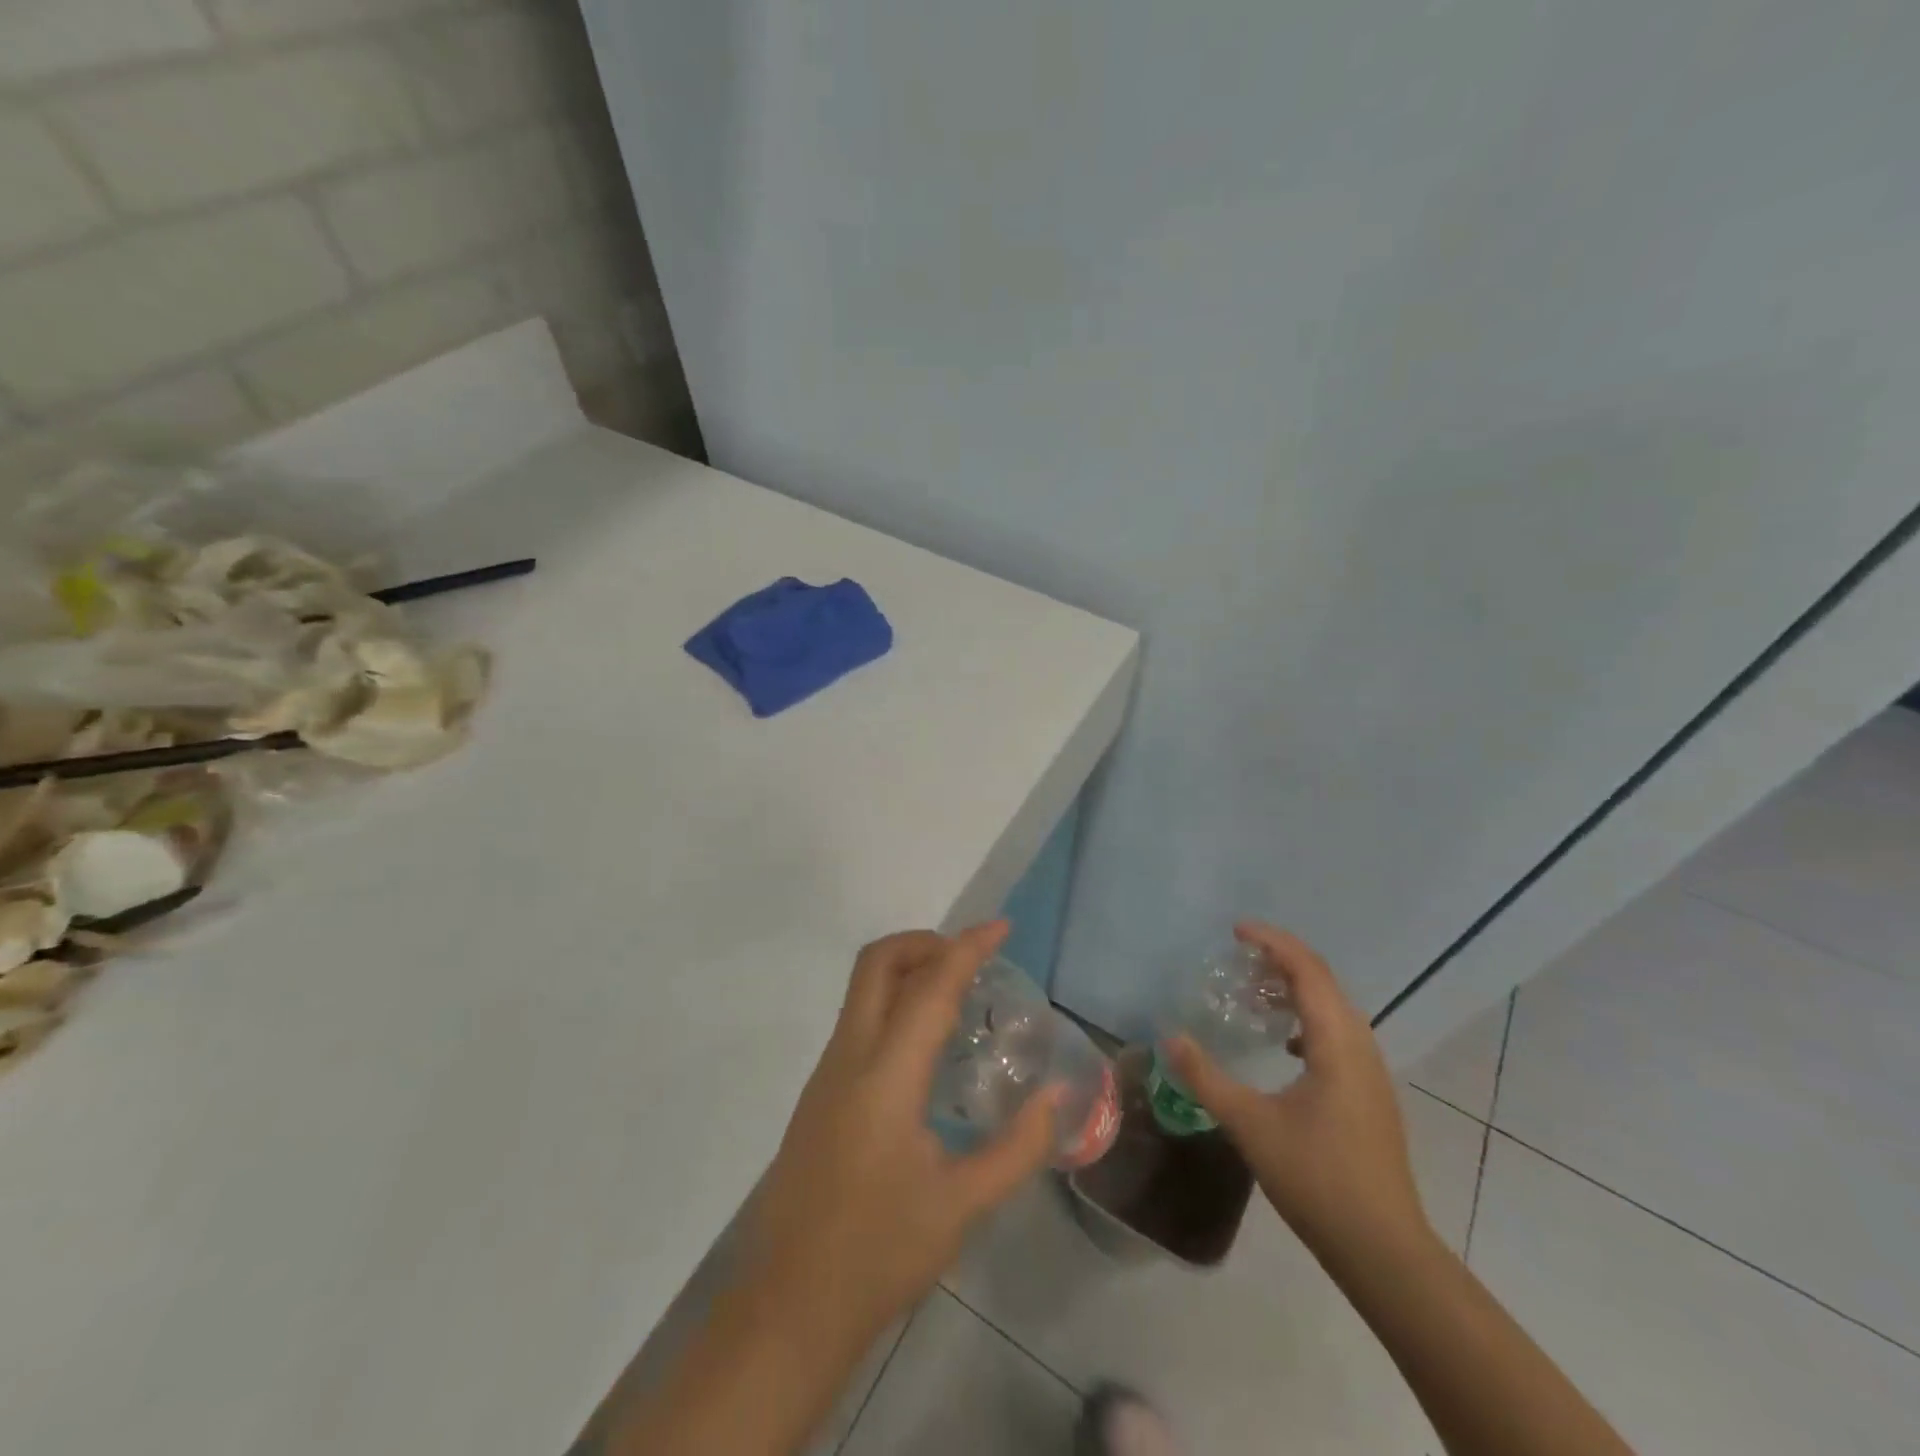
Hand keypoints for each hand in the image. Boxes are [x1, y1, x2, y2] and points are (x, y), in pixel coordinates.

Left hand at [743, 922, 1060, 1349]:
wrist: (788, 1307)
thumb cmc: (879, 1253)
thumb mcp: (962, 1205)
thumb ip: (1019, 1146)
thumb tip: (1060, 1095)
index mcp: (886, 1075)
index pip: (930, 987)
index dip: (967, 947)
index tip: (1001, 927)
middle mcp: (849, 1057)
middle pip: (877, 962)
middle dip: (924, 942)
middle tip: (970, 958)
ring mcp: (826, 1073)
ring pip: (862, 989)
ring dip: (907, 970)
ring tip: (957, 996)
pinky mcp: (819, 1094)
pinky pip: (857, 1021)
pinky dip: (893, 1004)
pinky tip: (925, 1049)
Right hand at [1164, 922, 1431, 1261]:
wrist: (1384, 1250)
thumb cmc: (1317, 1179)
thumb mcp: (1249, 1124)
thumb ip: (1206, 1077)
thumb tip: (1169, 1037)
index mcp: (1337, 1044)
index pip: (1307, 971)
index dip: (1273, 942)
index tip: (1236, 930)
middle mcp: (1361, 1047)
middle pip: (1324, 982)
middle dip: (1282, 960)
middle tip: (1239, 957)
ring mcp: (1371, 1072)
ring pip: (1334, 1008)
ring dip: (1297, 989)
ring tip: (1255, 992)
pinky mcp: (1370, 1093)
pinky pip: (1338, 1033)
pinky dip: (1308, 1019)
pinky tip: (1282, 1042)